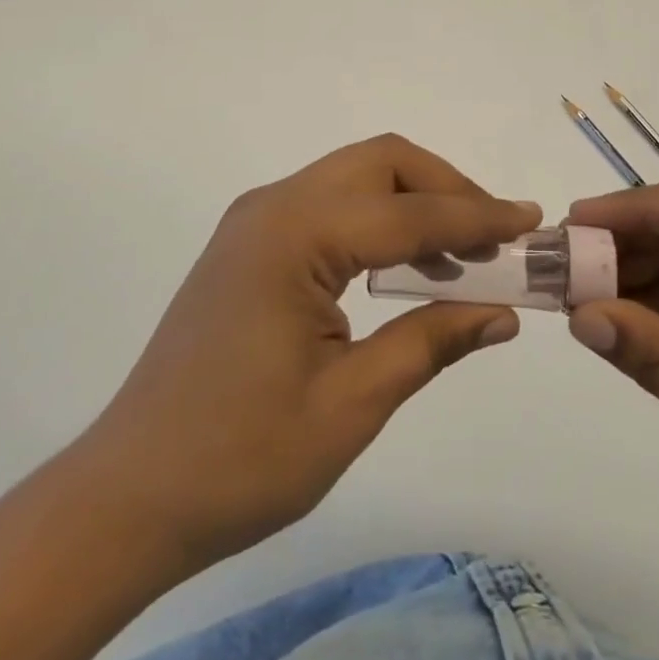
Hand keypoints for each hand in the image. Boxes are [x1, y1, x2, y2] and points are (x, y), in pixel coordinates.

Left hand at [78, 134, 539, 572]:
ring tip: (460, 253)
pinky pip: (331, 204)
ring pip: (356, 176)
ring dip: (414, 201)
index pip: (409, 212)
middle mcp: (274, 206)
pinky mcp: (251, 243)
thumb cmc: (241, 457)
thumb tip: (503, 312)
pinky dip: (379, 218)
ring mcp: (257, 220)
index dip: (476, 216)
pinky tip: (404, 266)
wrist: (128, 496)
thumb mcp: (351, 405)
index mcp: (296, 234)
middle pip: (381, 163)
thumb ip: (431, 342)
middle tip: (493, 236)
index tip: (530, 220)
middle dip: (445, 188)